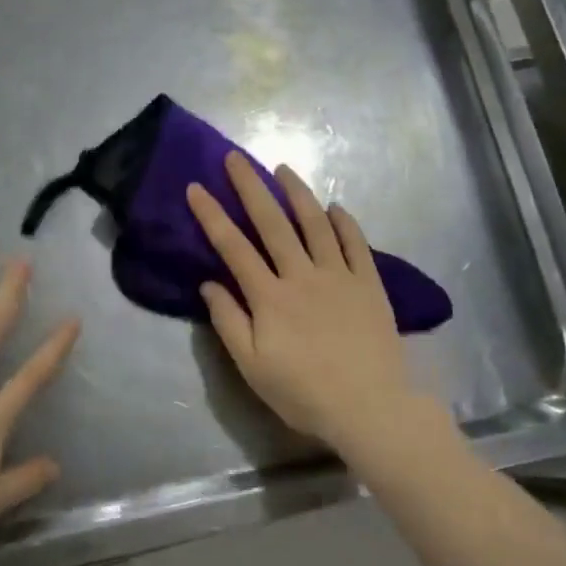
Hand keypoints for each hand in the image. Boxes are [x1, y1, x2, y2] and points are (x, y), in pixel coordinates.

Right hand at [187, 154, 441, 459]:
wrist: (370, 408)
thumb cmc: (304, 393)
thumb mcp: (252, 367)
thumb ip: (228, 322)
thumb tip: (209, 283)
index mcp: (269, 297)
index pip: (233, 247)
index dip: (212, 215)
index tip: (195, 187)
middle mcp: (302, 275)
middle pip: (272, 223)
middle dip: (250, 187)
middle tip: (235, 157)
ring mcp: (339, 276)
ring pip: (315, 224)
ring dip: (297, 193)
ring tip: (282, 169)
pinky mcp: (369, 283)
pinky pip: (355, 244)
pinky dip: (344, 222)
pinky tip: (335, 207)